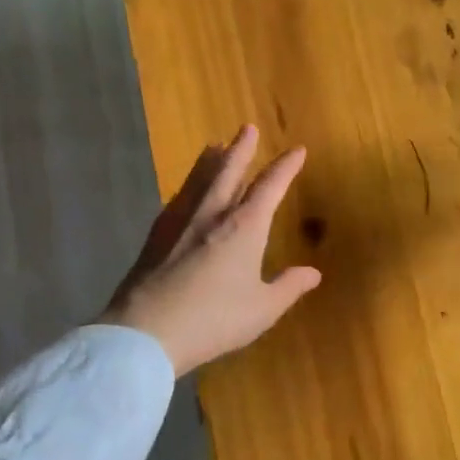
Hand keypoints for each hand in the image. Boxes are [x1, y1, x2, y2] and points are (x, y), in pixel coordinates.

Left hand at [102, 125, 320, 375]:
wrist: (146, 332)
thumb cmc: (214, 319)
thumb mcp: (261, 309)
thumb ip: (288, 287)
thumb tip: (313, 273)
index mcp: (244, 227)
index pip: (269, 187)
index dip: (285, 167)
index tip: (297, 150)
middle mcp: (212, 214)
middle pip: (228, 172)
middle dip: (241, 149)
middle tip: (247, 127)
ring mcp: (180, 223)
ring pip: (199, 180)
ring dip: (210, 161)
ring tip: (214, 145)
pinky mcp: (156, 237)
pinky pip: (178, 200)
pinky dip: (187, 187)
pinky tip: (184, 191)